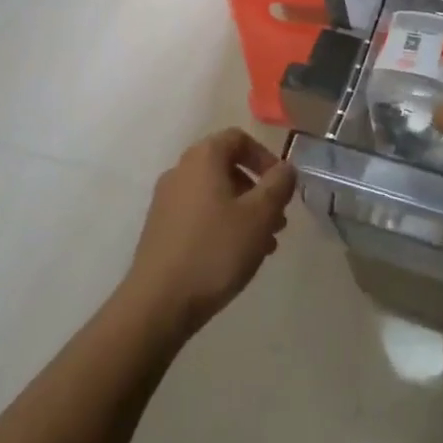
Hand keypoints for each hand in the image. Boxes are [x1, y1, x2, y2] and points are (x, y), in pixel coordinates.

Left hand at [121, 128, 295, 341]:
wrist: (157, 304)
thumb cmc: (214, 250)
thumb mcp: (260, 215)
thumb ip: (279, 185)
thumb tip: (286, 168)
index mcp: (203, 158)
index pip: (239, 138)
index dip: (265, 157)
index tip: (281, 186)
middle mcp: (180, 171)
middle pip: (227, 167)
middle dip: (258, 190)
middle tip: (277, 220)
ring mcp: (166, 201)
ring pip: (215, 195)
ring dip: (243, 212)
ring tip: (264, 244)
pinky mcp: (160, 230)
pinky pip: (199, 215)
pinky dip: (222, 226)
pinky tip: (236, 257)